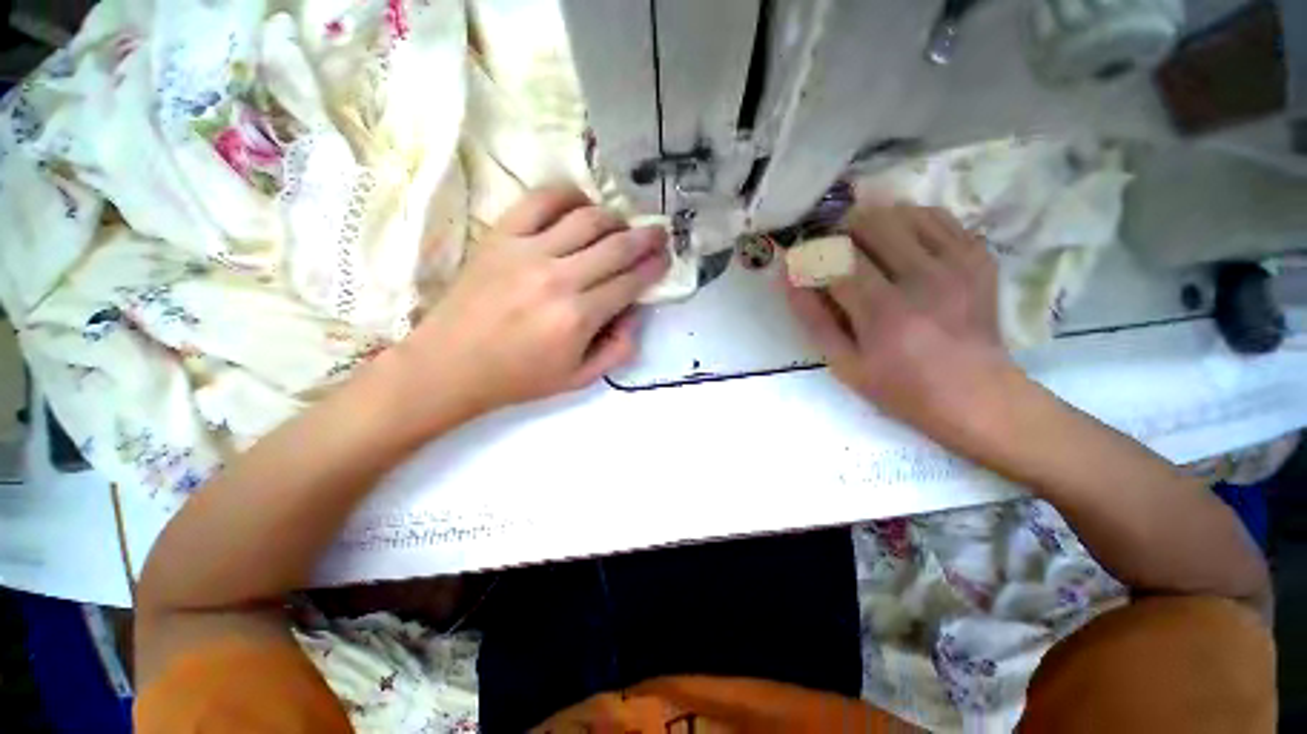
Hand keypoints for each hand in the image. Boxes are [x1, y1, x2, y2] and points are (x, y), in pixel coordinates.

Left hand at [391, 186, 668, 425]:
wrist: (450, 364)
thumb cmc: (519, 377)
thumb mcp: (579, 379)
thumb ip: (618, 349)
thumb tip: (634, 314)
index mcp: (579, 317)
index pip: (630, 281)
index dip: (654, 267)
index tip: (665, 258)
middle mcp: (559, 278)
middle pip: (617, 245)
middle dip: (647, 237)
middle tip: (659, 233)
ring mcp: (528, 252)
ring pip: (587, 218)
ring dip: (614, 218)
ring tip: (622, 226)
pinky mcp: (501, 236)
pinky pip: (541, 200)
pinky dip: (569, 195)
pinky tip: (580, 205)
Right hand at [785, 204, 1020, 447]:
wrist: (977, 395)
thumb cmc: (901, 386)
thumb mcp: (844, 364)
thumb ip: (813, 319)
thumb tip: (788, 277)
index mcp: (883, 312)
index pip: (834, 259)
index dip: (811, 252)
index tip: (802, 258)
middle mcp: (922, 279)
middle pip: (869, 224)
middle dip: (840, 232)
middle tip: (833, 251)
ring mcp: (956, 263)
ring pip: (901, 212)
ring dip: (872, 223)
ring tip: (864, 246)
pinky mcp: (978, 256)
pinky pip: (936, 216)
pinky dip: (908, 220)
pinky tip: (899, 241)